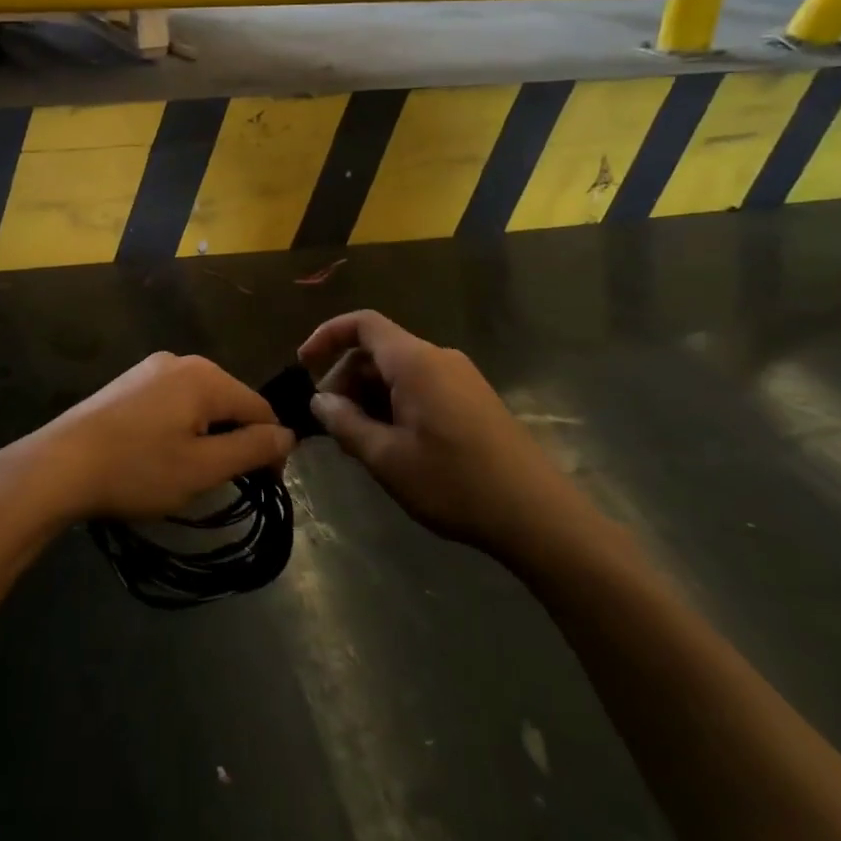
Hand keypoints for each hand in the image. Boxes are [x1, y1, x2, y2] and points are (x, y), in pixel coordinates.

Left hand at [0, 353, 293, 523]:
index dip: (271, 448)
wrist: (59, 465)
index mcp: (206, 376)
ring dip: (207, 435)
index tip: (265, 485)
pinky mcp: (128, 382)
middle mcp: (181, 361)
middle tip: (224, 482)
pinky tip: (160, 454)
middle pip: (229, 401)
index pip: (260, 408)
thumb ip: (251, 448)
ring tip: (191, 472)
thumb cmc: (138, 469)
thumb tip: (288, 434)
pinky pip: (171, 401)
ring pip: (199, 402)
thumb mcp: (203, 467)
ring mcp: (150, 368)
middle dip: (236, 439)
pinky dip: (179, 426)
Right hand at [299, 310, 601, 572]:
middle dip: (346, 378)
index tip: (303, 365)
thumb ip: (345, 424)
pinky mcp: (474, 399)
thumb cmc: (454, 483)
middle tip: (331, 423)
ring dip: (369, 396)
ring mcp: (460, 378)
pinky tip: (392, 444)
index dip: (327, 335)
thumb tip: (319, 401)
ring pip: (399, 371)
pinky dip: (395, 404)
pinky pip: (421, 386)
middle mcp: (439, 358)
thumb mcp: (387, 458)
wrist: (538, 516)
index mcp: (415, 361)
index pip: (362, 324)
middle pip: (378, 350)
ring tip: (359, 441)